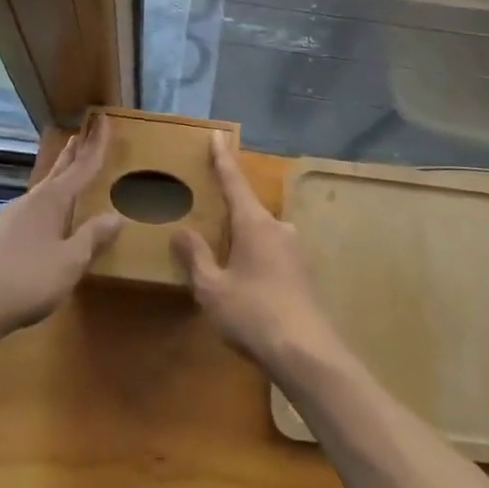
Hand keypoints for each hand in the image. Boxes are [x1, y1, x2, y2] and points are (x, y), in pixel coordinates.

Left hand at [0, 119, 123, 341]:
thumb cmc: (29, 280)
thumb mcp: (70, 261)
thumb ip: (93, 237)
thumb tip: (116, 216)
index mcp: (52, 200)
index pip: (82, 167)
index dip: (96, 146)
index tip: (104, 120)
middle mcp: (32, 200)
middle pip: (58, 170)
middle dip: (73, 152)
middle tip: (83, 132)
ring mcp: (12, 216)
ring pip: (43, 187)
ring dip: (58, 174)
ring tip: (66, 168)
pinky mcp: (0, 235)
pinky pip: (31, 207)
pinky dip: (45, 199)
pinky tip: (43, 214)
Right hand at [173, 134, 343, 380]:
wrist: (306, 353)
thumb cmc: (253, 314)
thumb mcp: (213, 288)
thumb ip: (196, 257)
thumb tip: (182, 231)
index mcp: (254, 223)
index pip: (234, 181)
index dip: (222, 158)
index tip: (217, 134)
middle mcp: (277, 227)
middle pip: (248, 209)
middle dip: (228, 212)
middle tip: (208, 215)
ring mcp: (294, 250)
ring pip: (260, 234)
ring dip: (242, 241)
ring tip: (222, 257)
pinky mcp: (302, 273)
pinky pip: (271, 254)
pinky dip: (255, 258)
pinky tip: (245, 283)